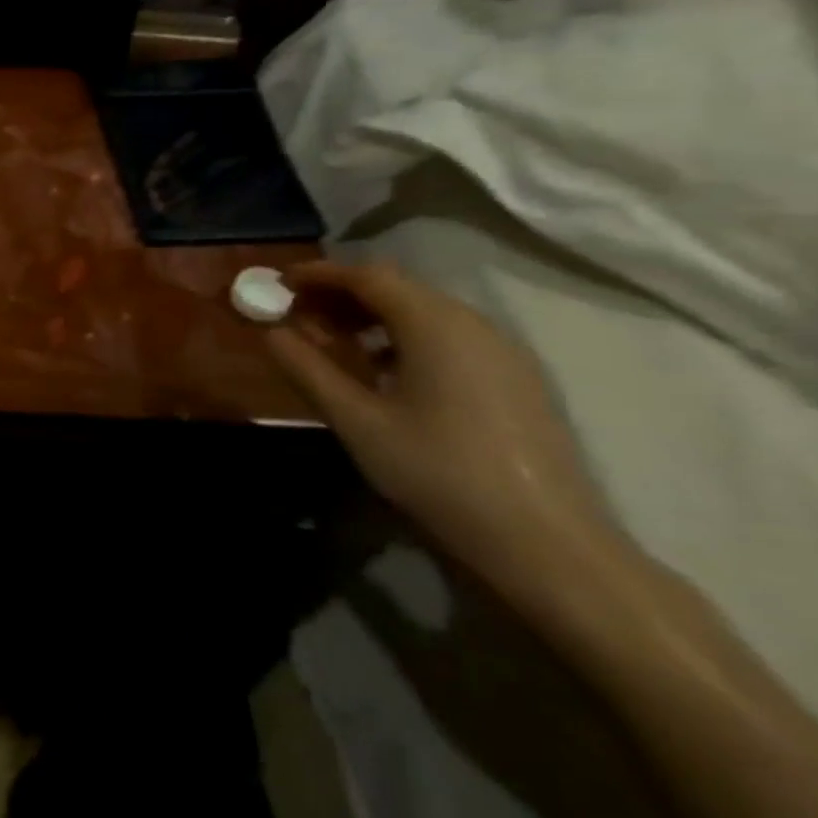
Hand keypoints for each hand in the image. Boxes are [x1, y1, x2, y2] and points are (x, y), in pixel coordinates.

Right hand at [264, 260, 614, 587]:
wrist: (545, 543)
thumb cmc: (439, 472)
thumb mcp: (358, 422)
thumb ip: (308, 370)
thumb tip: (271, 333)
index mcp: (435, 325)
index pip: (368, 276)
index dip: (320, 274)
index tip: (281, 281)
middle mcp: (473, 324)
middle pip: (398, 288)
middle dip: (343, 294)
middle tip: (299, 314)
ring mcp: (501, 352)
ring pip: (424, 312)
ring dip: (372, 317)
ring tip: (333, 343)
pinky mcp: (515, 379)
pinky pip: (448, 337)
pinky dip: (404, 338)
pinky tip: (383, 373)